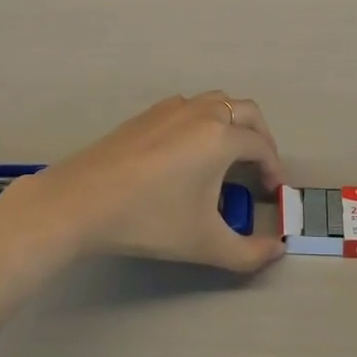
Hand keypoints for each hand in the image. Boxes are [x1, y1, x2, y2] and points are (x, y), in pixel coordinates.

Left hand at [0, 93, 286, 272]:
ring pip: (216, 103)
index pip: (262, 147)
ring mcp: (171, 108)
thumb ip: (248, 253)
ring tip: (227, 159)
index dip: (274, 169)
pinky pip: (188, 108)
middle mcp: (201, 112)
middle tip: (259, 169)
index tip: (274, 193)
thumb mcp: (204, 243)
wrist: (80, 201)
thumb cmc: (149, 219)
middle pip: (246, 112)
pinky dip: (203, 122)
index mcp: (221, 137)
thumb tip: (276, 252)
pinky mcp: (146, 114)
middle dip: (260, 138)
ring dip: (232, 125)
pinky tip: (188, 154)